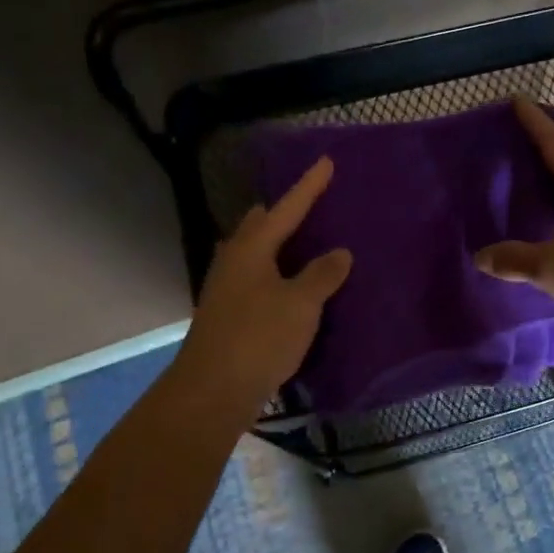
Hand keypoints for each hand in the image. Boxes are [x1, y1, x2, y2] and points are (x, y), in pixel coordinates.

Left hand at [176, 156, 351, 421]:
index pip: (286, 209)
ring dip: (275, 245)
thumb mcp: (301, 304)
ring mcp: (226, 290)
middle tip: (309, 206)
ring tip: (301, 243)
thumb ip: (322, 275)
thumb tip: (339, 253)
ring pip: (253, 254)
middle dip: (283, 213)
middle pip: (259, 227)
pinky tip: (288, 287)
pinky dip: (274, 273)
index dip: (308, 186)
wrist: (214, 389)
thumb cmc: (259, 337)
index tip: (326, 162)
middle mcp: (234, 262)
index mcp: (251, 250)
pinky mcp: (228, 315)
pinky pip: (255, 280)